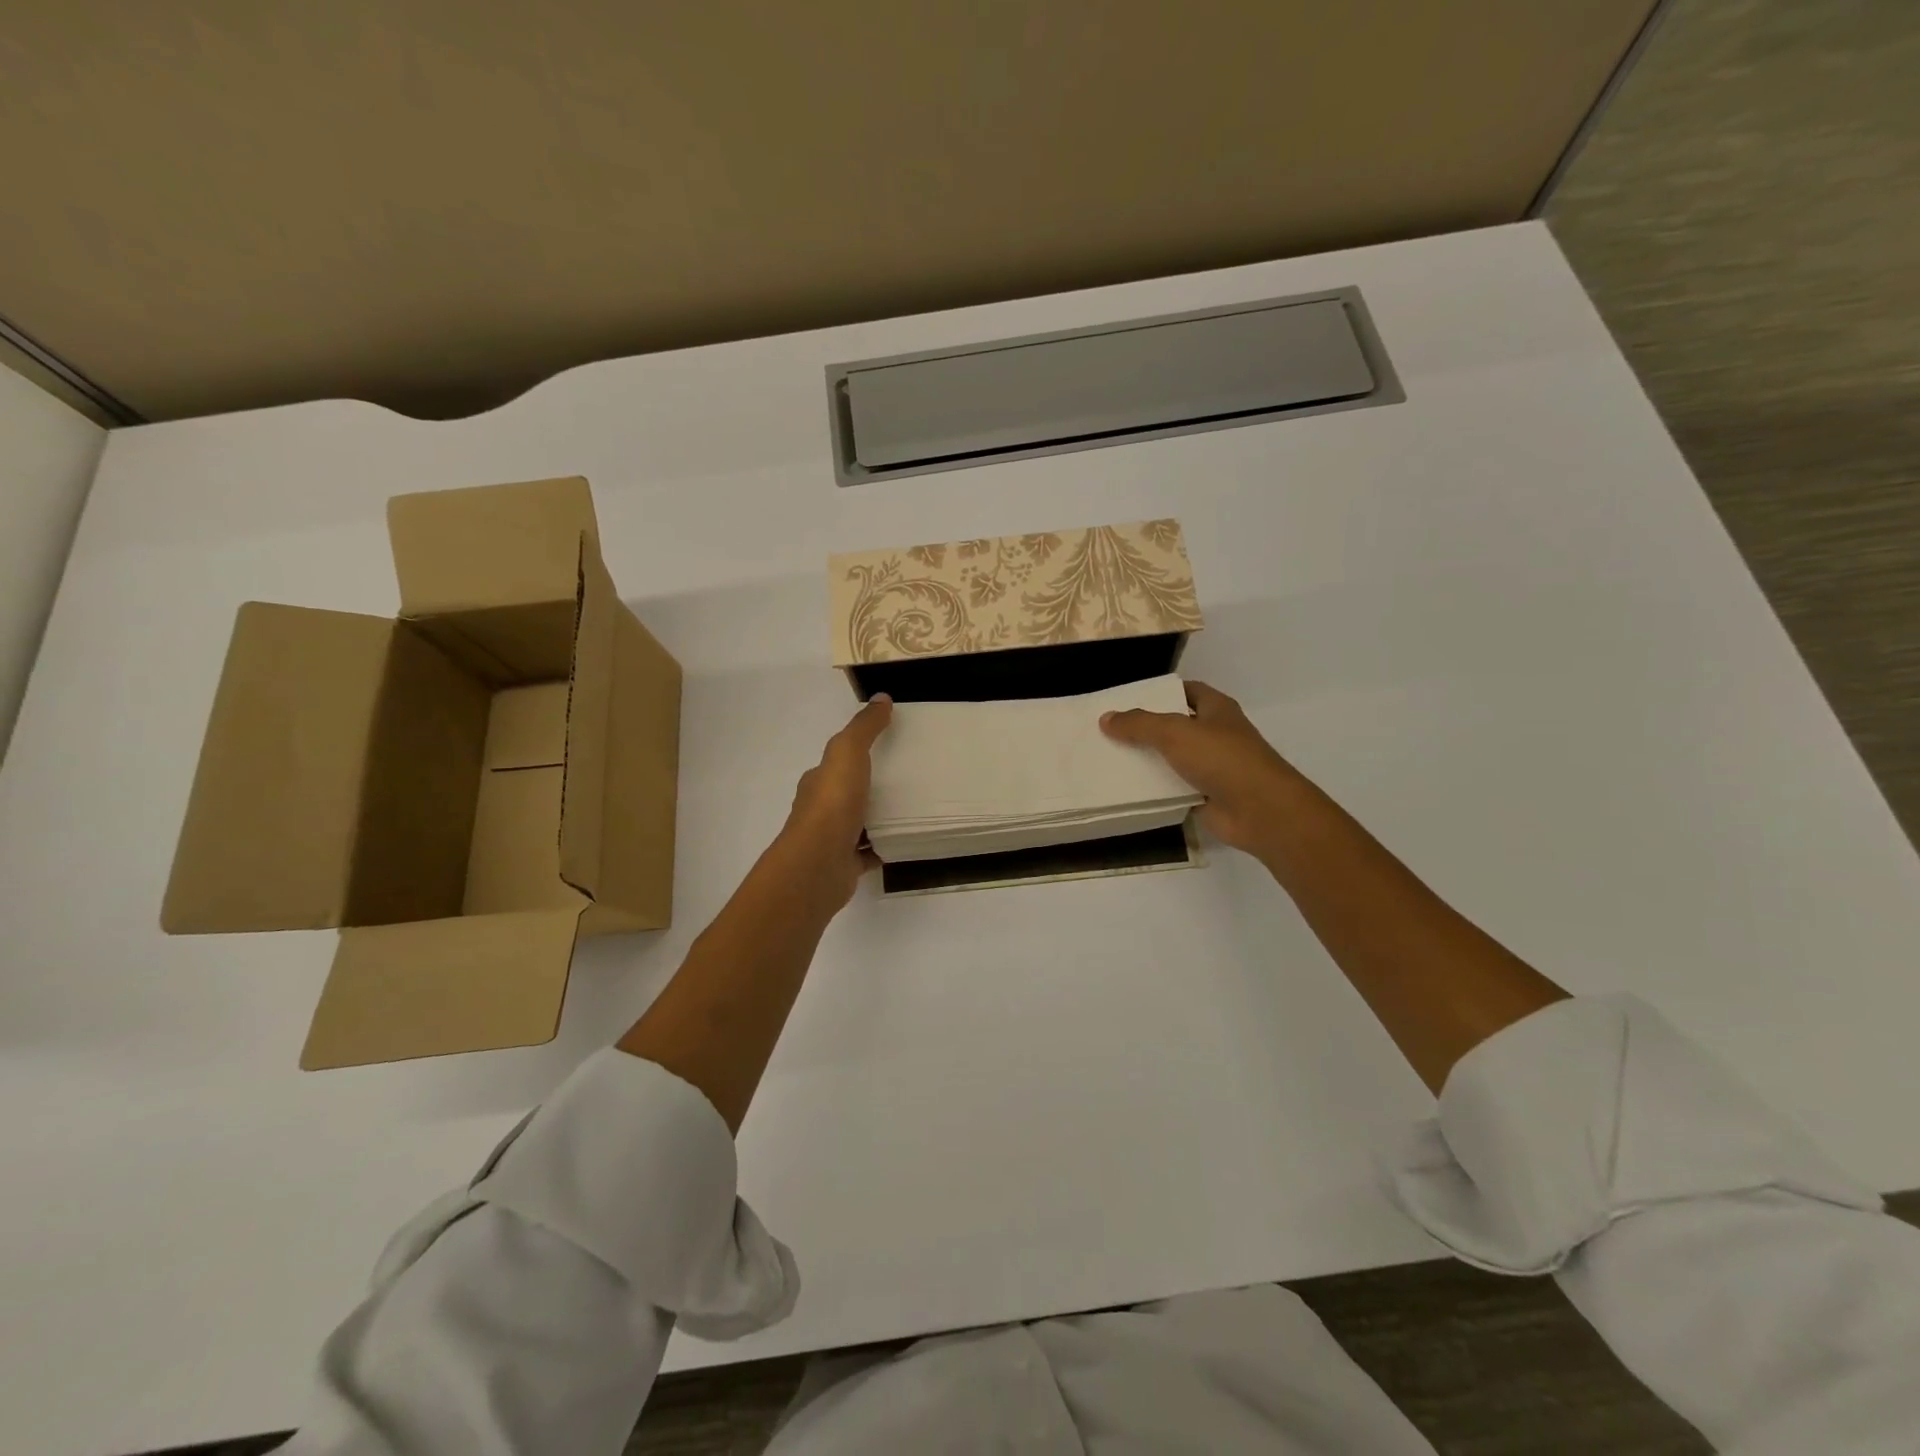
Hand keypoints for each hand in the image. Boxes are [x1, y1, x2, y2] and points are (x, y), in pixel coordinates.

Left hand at [776, 694, 893, 908]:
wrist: (818, 864)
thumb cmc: (832, 804)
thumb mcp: (848, 753)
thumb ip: (864, 727)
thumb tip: (881, 698)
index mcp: (818, 782)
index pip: (837, 763)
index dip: (857, 753)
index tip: (888, 747)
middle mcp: (822, 810)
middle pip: (849, 793)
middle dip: (872, 786)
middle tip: (909, 777)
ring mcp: (833, 839)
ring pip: (860, 823)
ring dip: (880, 816)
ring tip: (914, 806)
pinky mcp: (847, 864)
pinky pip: (871, 851)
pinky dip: (887, 846)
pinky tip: (908, 839)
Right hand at [1101, 680, 1297, 858]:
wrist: (1260, 810)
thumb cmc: (1222, 759)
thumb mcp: (1175, 732)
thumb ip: (1139, 724)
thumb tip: (1106, 718)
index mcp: (1217, 709)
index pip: (1187, 691)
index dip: (1161, 692)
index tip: (1129, 699)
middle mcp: (1216, 735)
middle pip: (1176, 726)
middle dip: (1147, 728)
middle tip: (1110, 729)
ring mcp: (1213, 767)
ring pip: (1173, 759)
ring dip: (1148, 760)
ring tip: (1110, 758)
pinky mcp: (1206, 796)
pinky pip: (1174, 788)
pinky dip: (1155, 789)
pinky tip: (1126, 789)